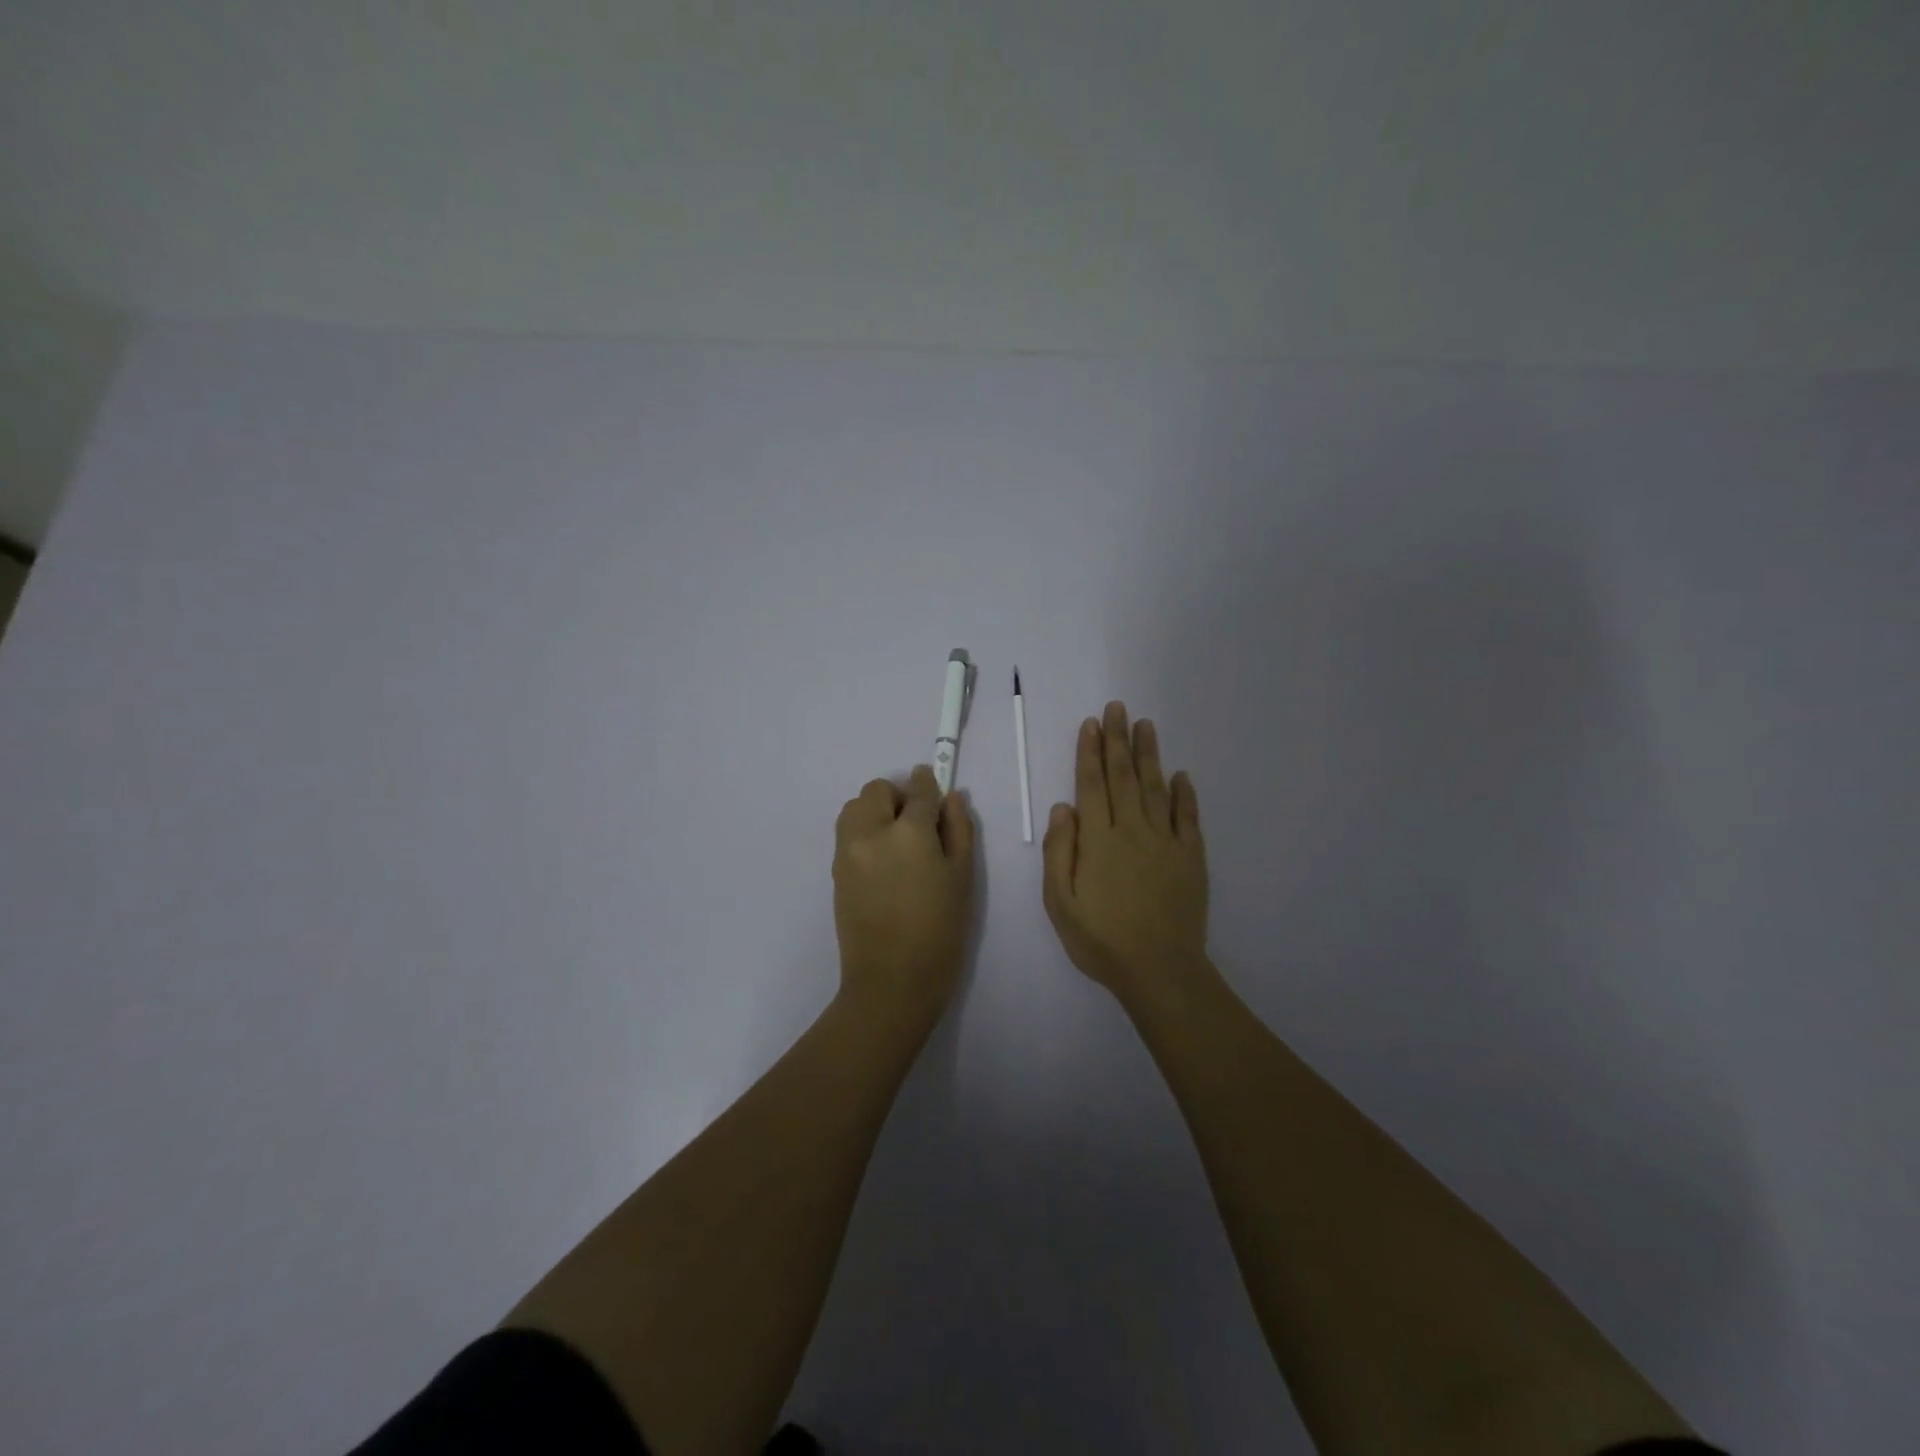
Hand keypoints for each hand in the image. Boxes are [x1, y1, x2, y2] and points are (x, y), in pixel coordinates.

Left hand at [833, 765, 976, 1031]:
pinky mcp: (835, 870)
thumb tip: (950, 798)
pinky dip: (863, 832)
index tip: (935, 787)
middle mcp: (871, 832)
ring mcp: (847, 851)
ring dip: (875, 811)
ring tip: (896, 843)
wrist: (892, 981)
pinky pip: (847, 833)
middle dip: (898, 797)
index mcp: (909, 832)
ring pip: (855, 807)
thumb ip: (958, 829)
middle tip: (918, 826)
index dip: (929, 784)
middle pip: (877, 790)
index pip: (919, 790)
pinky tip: (883, 863)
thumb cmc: (940, 931)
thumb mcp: (962, 877)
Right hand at [1042, 701, 1210, 1008]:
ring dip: (1149, 755)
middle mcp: (1132, 830)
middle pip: (1124, 776)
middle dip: (1118, 740)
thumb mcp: (1060, 902)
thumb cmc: (1101, 939)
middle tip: (1118, 708)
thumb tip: (1063, 807)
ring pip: (1156, 788)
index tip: (1092, 724)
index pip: (1092, 784)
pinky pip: (1188, 818)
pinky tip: (1182, 775)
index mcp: (1098, 840)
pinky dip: (1185, 795)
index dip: (1090, 751)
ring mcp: (1166, 842)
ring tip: (1146, 725)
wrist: (1160, 970)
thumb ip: (1059, 852)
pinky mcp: (1191, 858)